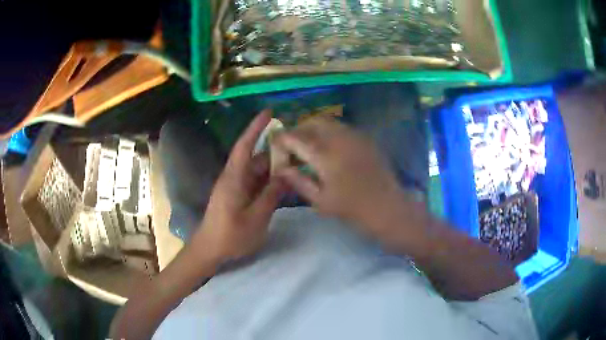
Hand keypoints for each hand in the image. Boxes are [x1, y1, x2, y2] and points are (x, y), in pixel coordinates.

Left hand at [192, 111, 284, 261]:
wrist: (210, 250)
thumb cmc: (230, 236)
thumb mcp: (256, 217)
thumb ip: (271, 195)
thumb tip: (286, 175)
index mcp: (234, 178)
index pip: (245, 146)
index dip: (255, 127)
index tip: (268, 112)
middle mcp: (234, 178)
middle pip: (255, 158)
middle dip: (274, 151)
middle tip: (297, 146)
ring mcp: (235, 187)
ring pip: (256, 171)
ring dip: (273, 167)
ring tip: (295, 163)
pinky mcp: (237, 196)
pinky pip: (255, 182)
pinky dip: (268, 180)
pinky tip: (283, 183)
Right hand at [274, 118, 423, 240]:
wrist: (387, 207)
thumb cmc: (352, 209)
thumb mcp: (320, 200)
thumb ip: (298, 180)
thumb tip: (280, 168)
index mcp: (325, 156)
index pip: (296, 138)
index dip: (282, 138)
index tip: (275, 143)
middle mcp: (339, 139)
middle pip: (313, 122)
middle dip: (299, 129)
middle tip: (293, 144)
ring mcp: (355, 136)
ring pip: (329, 122)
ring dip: (314, 129)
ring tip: (310, 146)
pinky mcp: (366, 138)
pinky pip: (342, 127)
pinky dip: (330, 132)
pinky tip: (330, 148)